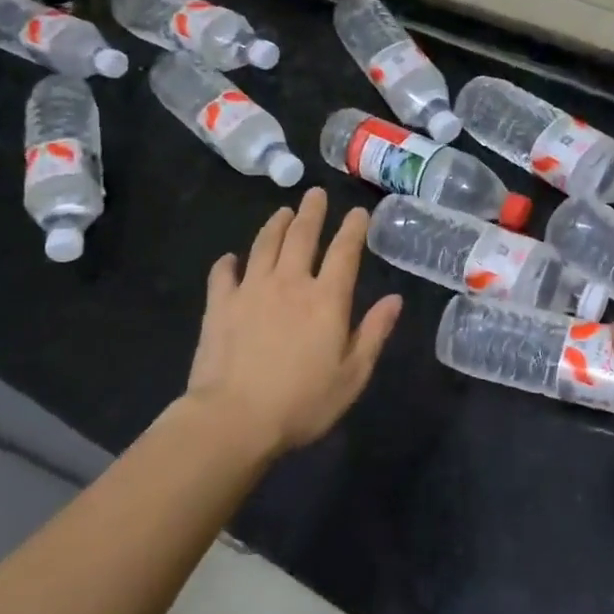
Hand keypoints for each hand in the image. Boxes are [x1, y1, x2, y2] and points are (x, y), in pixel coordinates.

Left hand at [182, 187, 401, 453]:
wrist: (233, 419)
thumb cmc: (302, 402)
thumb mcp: (353, 374)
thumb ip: (374, 332)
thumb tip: (394, 299)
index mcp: (327, 299)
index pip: (344, 252)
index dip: (353, 229)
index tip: (358, 212)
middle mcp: (290, 283)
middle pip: (302, 237)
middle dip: (312, 212)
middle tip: (315, 193)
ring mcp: (251, 291)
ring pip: (264, 246)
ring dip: (275, 225)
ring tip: (282, 212)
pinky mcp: (220, 306)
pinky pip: (223, 274)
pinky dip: (228, 262)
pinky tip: (230, 258)